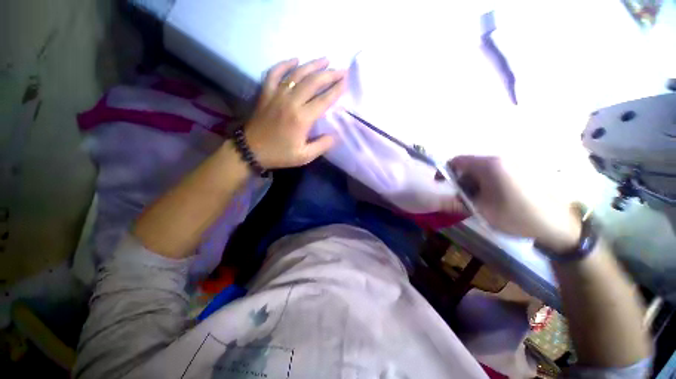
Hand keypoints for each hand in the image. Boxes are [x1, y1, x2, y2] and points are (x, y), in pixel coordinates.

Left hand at [243, 58, 346, 168]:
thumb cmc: (280, 154)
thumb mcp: (304, 156)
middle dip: (329, 74)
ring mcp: (277, 95)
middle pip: (313, 82)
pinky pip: (274, 73)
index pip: (324, 99)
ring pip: (297, 74)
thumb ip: (322, 145)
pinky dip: (284, 64)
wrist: (251, 150)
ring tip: (325, 60)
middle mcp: (291, 101)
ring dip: (312, 65)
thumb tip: (334, 136)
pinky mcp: (266, 93)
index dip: (336, 89)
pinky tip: (294, 60)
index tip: (346, 81)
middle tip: (341, 70)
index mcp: (302, 118)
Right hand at [444, 156, 581, 252]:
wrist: (557, 224)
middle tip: (463, 197)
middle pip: (470, 165)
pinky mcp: (522, 170)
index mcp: (489, 165)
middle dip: (461, 180)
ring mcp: (513, 164)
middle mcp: (500, 159)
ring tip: (480, 200)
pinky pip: (496, 172)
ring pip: (482, 169)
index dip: (445, 171)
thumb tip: (442, 198)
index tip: (441, 184)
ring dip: (475, 183)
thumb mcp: (480, 210)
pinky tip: (494, 198)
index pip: (457, 161)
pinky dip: (487, 183)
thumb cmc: (515, 215)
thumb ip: (458, 201)